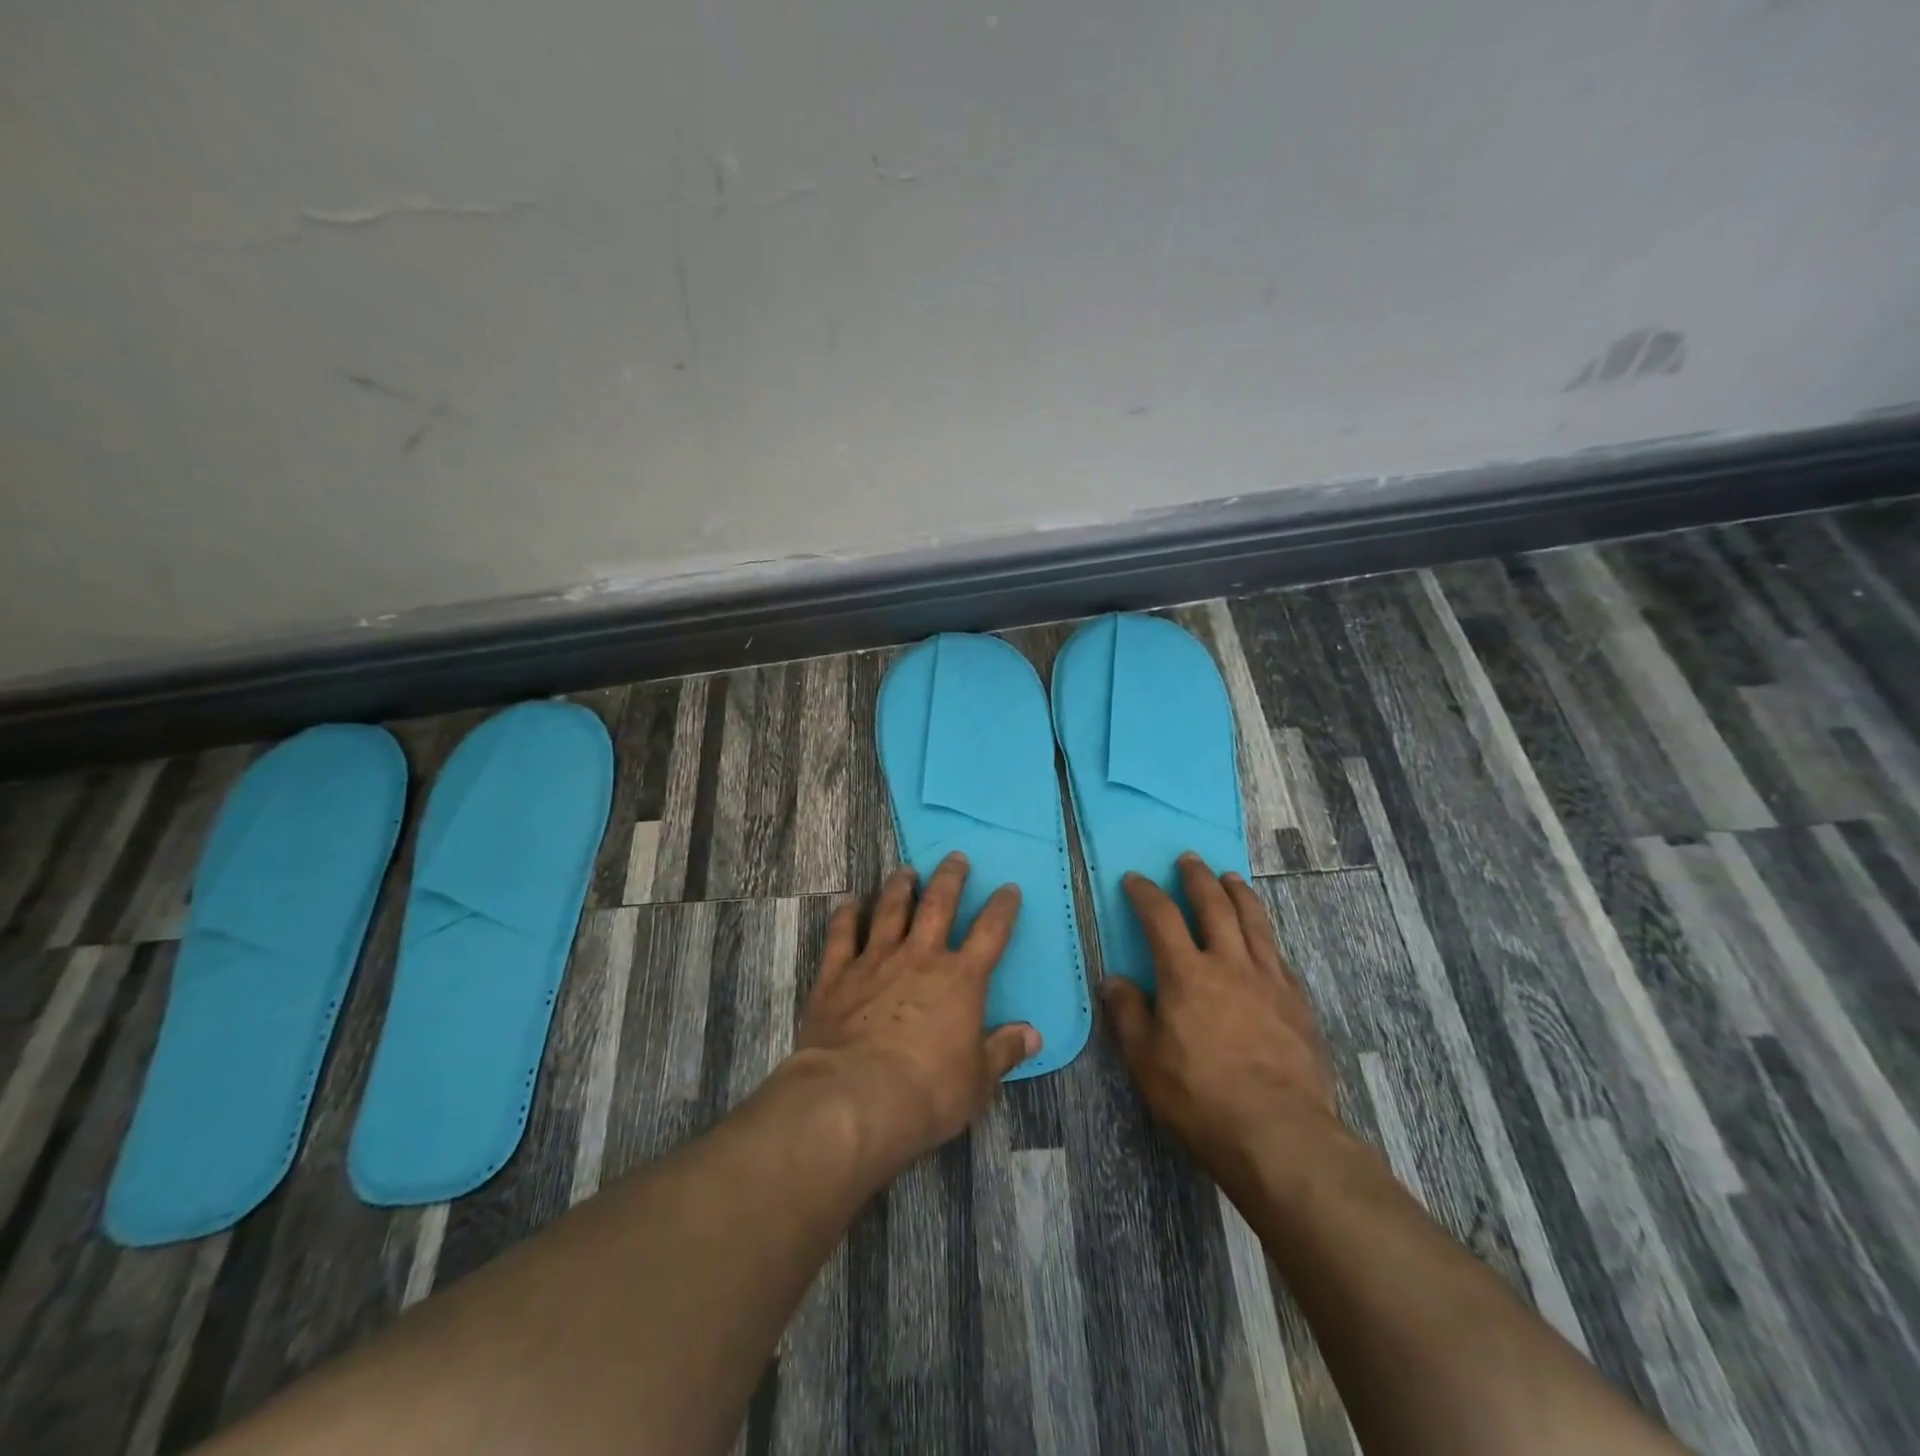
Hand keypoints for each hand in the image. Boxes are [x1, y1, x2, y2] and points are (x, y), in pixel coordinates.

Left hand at [786, 853, 1038, 1180]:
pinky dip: (847, 915)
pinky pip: (843, 935)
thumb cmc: (927, 1092)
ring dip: (900, 887)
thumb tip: (1033, 1035)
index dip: (1002, 908)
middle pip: (939, 905)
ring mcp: (875, 961)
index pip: (991, 933)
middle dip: (950, 878)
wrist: (855, 1097)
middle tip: (955, 857)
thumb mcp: (977, 1081)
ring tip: (905, 870)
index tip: (1009, 888)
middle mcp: (920, 958)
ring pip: (890, 910)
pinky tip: (849, 901)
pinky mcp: (837, 975)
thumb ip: (1003, 1051)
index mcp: (960, 980)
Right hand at [1103, 853, 1342, 1181]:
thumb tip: (1115, 979)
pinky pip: (1279, 955)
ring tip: (1230, 877)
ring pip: (1254, 922)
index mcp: (1187, 974)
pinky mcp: (1298, 1002)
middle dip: (1198, 878)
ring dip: (1239, 894)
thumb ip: (1128, 1014)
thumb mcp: (1146, 1060)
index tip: (1135, 879)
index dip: (1146, 893)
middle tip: (1190, 859)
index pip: (1161, 917)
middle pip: (1214, 906)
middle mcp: (1230, 964)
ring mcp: (1270, 980)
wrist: (1281, 1133)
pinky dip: (1266, 935)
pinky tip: (1265, 939)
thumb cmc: (1201, 1097)